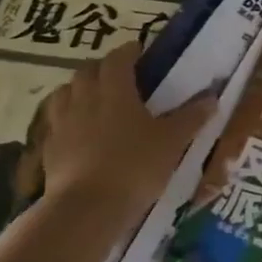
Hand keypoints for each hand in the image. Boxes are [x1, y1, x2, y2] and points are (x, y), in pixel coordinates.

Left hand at [35, 45, 215, 218]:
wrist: (86, 209)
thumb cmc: (134, 167)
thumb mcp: (172, 142)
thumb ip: (191, 117)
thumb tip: (212, 96)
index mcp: (115, 90)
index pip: (117, 58)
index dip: (128, 51)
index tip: (139, 51)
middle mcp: (84, 99)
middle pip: (87, 71)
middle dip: (102, 68)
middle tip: (118, 76)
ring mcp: (62, 124)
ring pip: (64, 93)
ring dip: (78, 90)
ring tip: (93, 101)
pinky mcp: (48, 149)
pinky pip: (55, 123)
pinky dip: (66, 120)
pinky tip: (77, 133)